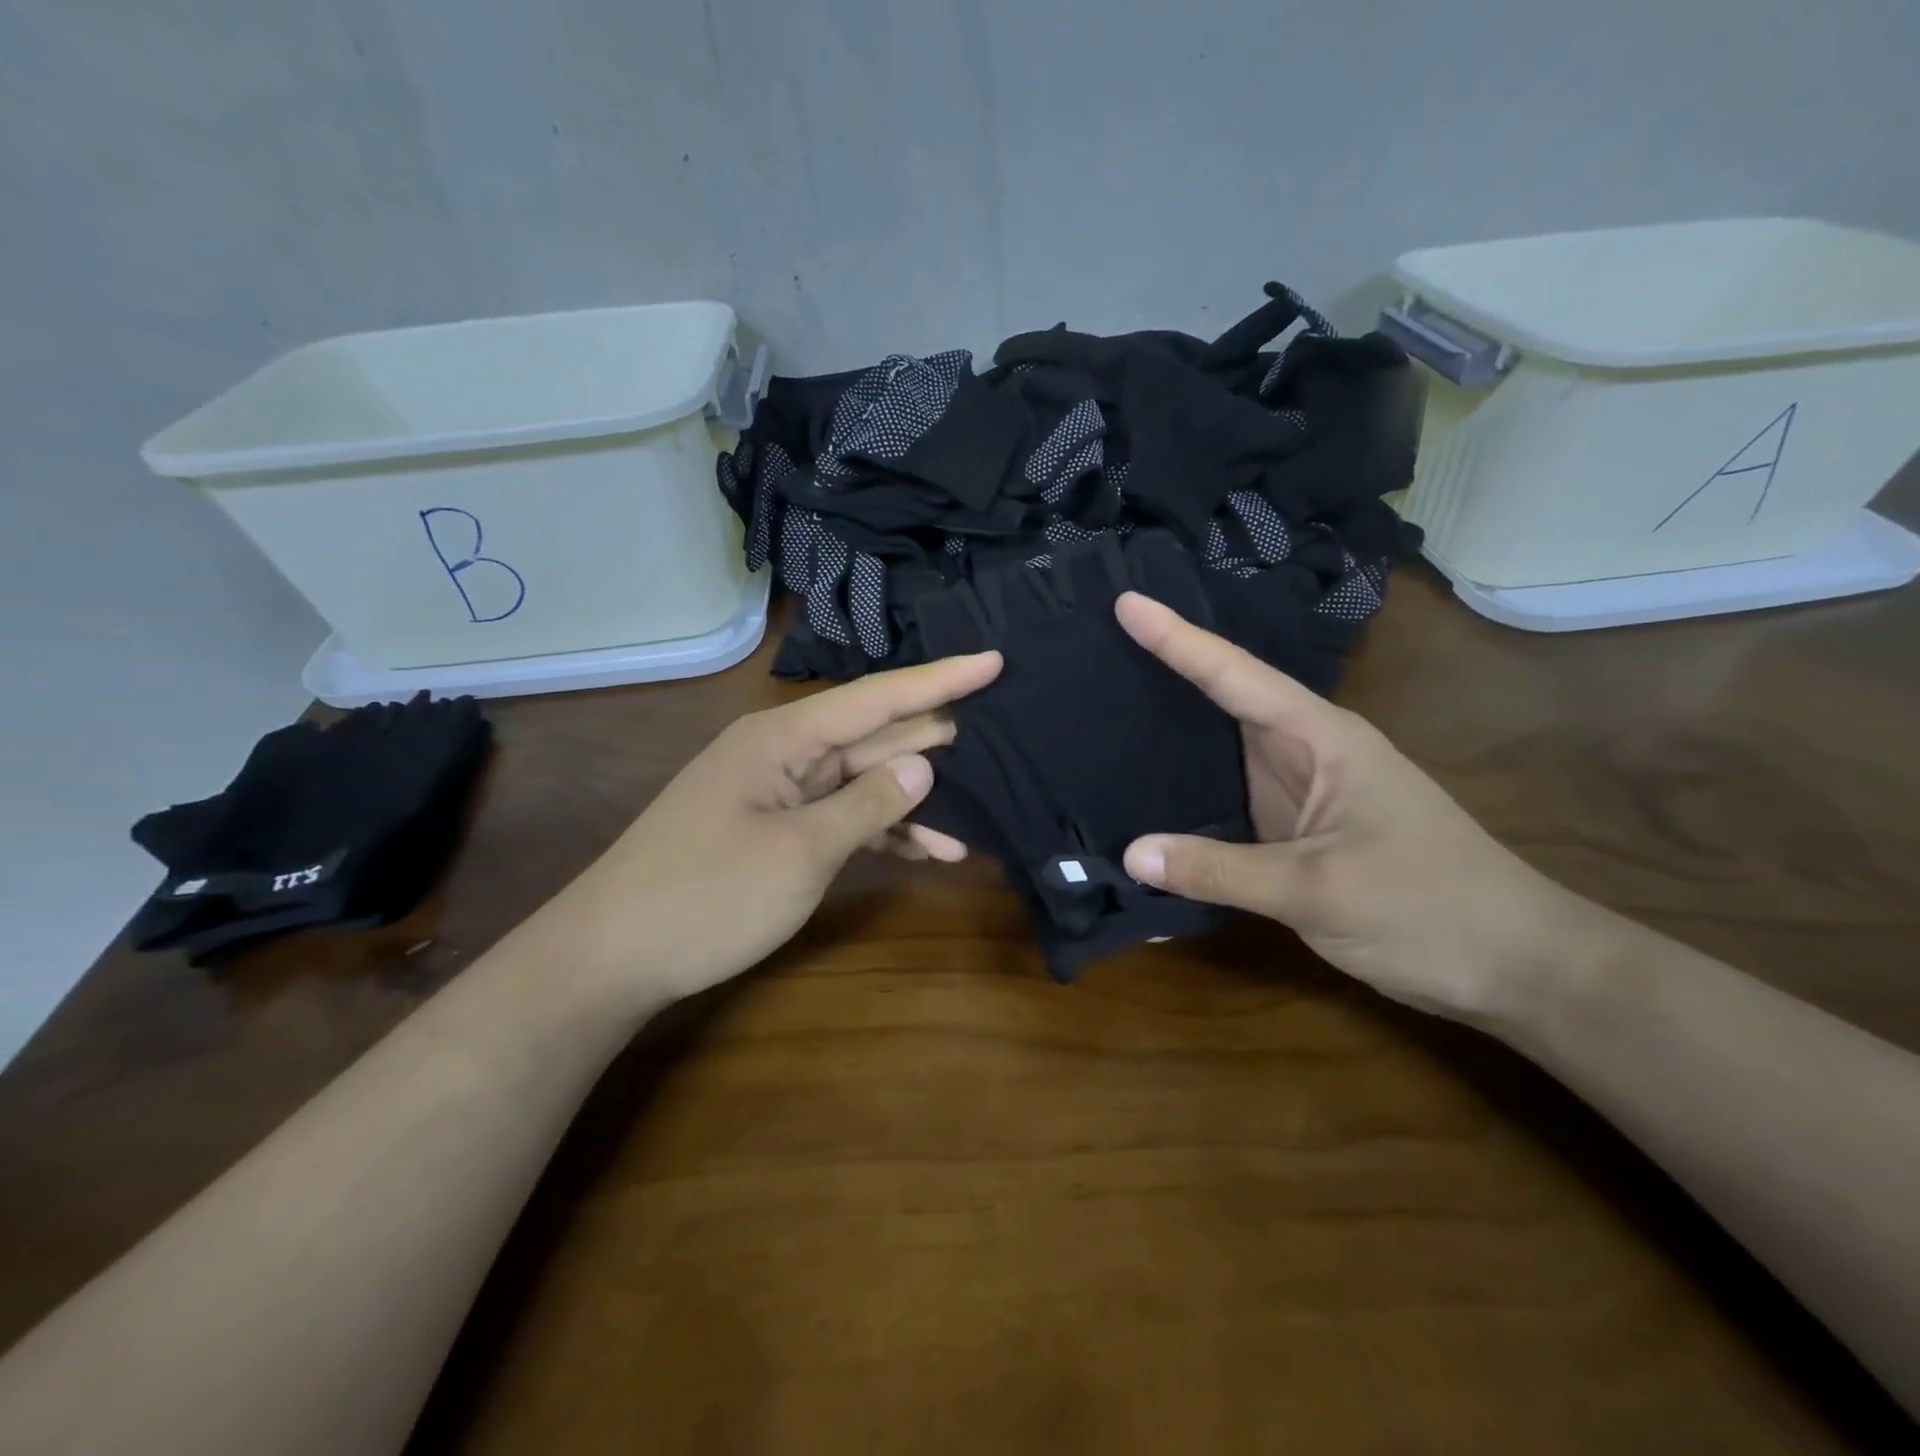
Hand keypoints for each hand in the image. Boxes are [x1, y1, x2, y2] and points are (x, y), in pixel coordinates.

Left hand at [549, 651, 1001, 1002]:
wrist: (612, 957)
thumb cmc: (706, 896)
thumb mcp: (800, 852)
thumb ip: (868, 805)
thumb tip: (925, 764)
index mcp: (783, 737)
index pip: (877, 697)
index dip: (940, 678)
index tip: (995, 661)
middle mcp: (783, 753)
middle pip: (874, 736)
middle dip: (935, 741)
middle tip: (1002, 742)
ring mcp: (779, 793)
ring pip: (862, 781)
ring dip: (914, 801)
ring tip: (977, 817)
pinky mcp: (776, 829)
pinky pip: (841, 817)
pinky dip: (881, 832)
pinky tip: (929, 851)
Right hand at [1115, 594, 1585, 1020]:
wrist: (1512, 967)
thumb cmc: (1430, 909)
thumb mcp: (1319, 889)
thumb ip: (1221, 871)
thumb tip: (1131, 854)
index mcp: (1321, 739)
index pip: (1236, 676)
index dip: (1178, 639)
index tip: (1126, 603)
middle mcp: (1303, 754)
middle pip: (1222, 701)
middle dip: (1161, 671)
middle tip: (1094, 647)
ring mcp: (1297, 794)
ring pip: (1218, 753)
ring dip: (1166, 736)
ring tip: (1099, 710)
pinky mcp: (1291, 833)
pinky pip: (1223, 804)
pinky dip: (1181, 797)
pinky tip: (1141, 798)